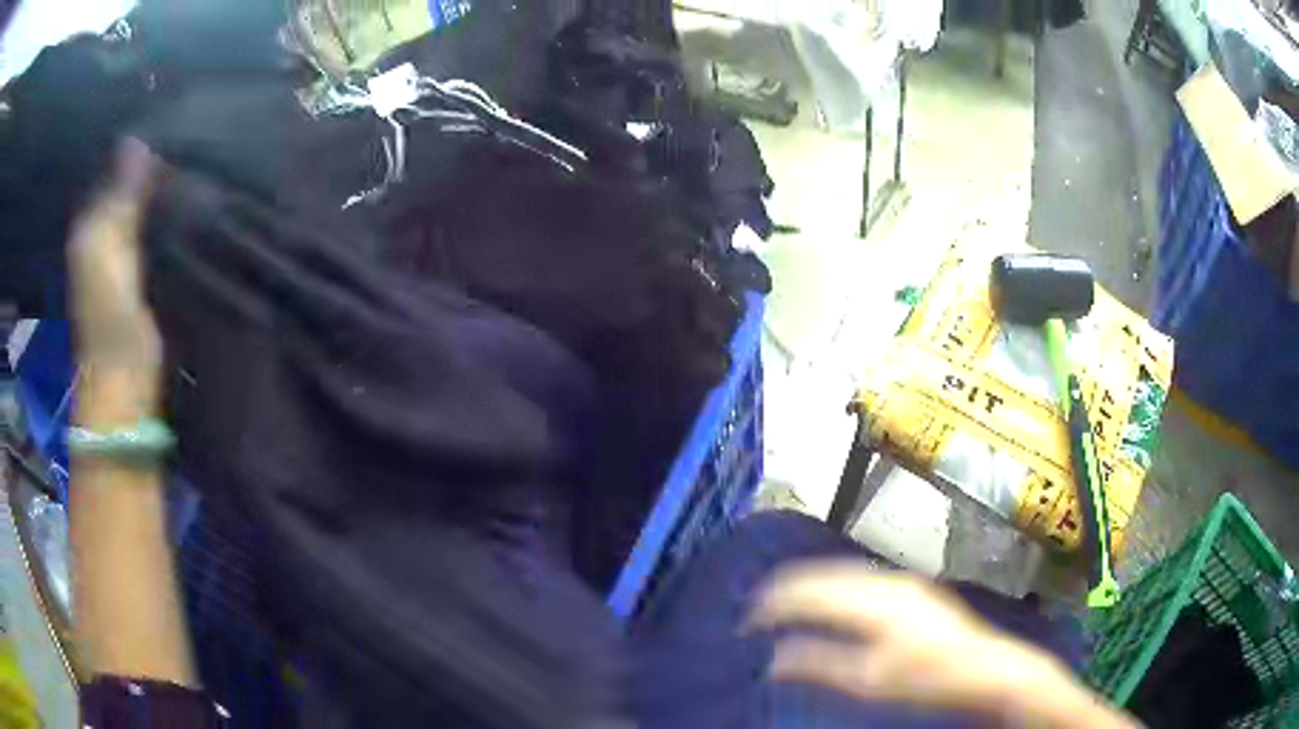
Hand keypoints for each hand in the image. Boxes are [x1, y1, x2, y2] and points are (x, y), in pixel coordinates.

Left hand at [67, 139, 162, 425]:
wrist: (123, 377)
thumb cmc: (111, 315)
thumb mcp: (113, 250)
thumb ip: (123, 198)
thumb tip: (135, 138)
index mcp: (89, 224)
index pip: (111, 170)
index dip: (135, 148)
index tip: (170, 122)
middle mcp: (99, 232)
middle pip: (123, 185)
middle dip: (147, 162)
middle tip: (184, 133)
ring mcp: (116, 253)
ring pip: (137, 203)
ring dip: (155, 184)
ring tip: (186, 154)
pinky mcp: (134, 270)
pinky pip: (146, 226)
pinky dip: (160, 210)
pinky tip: (179, 193)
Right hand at [749, 563, 1138, 727]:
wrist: (991, 667)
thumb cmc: (934, 675)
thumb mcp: (872, 680)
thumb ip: (822, 664)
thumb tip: (775, 658)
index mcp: (877, 598)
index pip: (813, 587)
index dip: (777, 600)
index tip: (747, 616)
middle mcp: (890, 581)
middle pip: (829, 574)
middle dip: (792, 589)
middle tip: (760, 609)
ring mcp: (907, 585)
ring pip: (849, 575)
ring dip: (817, 589)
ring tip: (788, 606)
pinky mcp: (917, 594)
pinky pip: (866, 582)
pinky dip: (841, 592)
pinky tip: (835, 608)